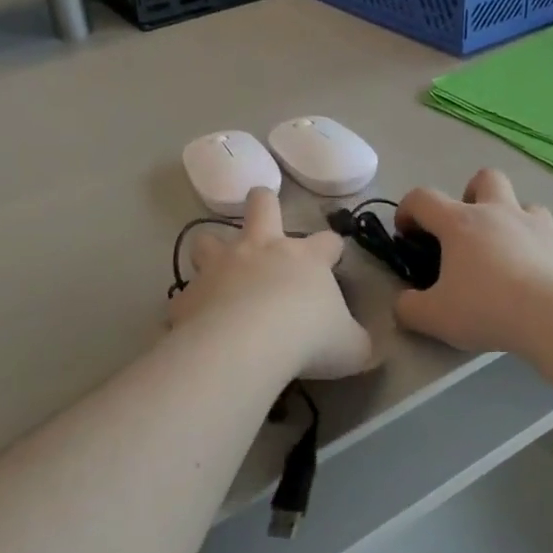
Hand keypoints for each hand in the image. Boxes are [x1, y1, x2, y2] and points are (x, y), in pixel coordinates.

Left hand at [169, 188, 374, 379]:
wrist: (246, 344)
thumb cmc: (308, 339)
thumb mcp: (351, 349)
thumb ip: (359, 344)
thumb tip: (368, 348)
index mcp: (305, 259)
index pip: (327, 241)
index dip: (332, 248)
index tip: (332, 259)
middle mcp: (261, 250)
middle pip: (262, 205)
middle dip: (264, 203)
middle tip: (264, 217)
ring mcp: (220, 266)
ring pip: (208, 238)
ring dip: (212, 250)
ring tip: (217, 269)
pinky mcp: (188, 293)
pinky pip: (184, 294)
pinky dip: (190, 304)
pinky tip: (195, 322)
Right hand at [392, 169, 552, 353]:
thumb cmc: (486, 309)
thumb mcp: (433, 317)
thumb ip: (409, 308)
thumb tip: (404, 304)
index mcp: (461, 224)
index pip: (423, 198)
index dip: (408, 210)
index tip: (407, 234)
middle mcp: (500, 213)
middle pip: (486, 178)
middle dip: (472, 194)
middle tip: (467, 230)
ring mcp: (539, 227)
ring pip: (526, 205)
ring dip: (513, 222)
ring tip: (507, 254)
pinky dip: (543, 254)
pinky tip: (540, 281)